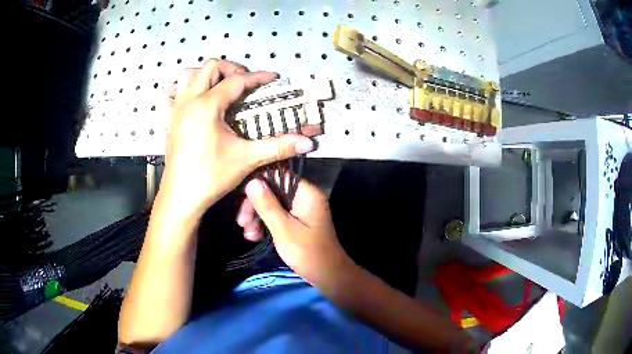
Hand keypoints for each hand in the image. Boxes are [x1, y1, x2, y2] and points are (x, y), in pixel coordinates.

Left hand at [160, 60, 314, 216]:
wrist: (181, 198)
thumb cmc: (211, 177)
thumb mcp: (247, 159)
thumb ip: (278, 146)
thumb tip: (308, 143)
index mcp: (207, 106)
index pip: (237, 81)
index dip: (258, 77)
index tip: (273, 78)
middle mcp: (189, 101)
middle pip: (210, 67)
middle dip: (232, 68)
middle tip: (246, 83)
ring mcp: (176, 109)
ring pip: (188, 74)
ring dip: (207, 74)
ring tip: (221, 86)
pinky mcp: (169, 119)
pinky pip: (173, 92)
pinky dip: (185, 87)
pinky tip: (195, 98)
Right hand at [243, 178, 354, 288]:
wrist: (328, 276)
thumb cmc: (308, 253)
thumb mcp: (284, 229)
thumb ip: (267, 205)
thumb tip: (252, 181)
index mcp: (306, 193)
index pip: (278, 176)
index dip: (258, 184)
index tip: (241, 199)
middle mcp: (304, 197)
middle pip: (272, 191)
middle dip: (255, 206)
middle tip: (242, 223)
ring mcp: (300, 209)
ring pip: (272, 204)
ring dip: (257, 217)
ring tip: (248, 235)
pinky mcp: (296, 221)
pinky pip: (277, 215)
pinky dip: (264, 224)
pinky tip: (254, 237)